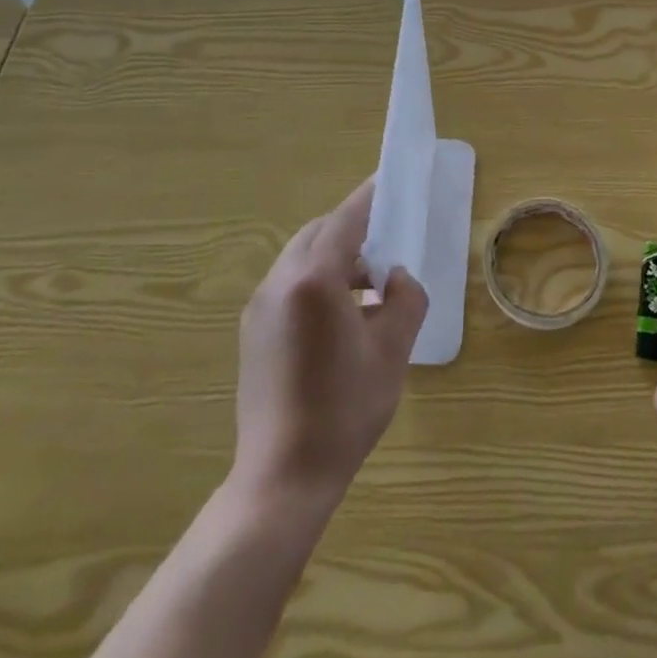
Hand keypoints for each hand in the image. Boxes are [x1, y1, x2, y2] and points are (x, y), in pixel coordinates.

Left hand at [233, 177, 428, 509]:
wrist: (282, 476)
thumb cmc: (345, 410)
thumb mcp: (392, 351)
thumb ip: (404, 300)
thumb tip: (394, 277)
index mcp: (314, 280)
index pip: (345, 220)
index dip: (369, 198)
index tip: (387, 180)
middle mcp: (280, 282)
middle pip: (318, 233)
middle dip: (352, 228)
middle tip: (386, 241)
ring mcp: (259, 306)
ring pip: (301, 257)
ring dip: (334, 256)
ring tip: (367, 285)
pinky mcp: (252, 330)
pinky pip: (288, 284)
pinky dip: (316, 280)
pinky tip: (339, 315)